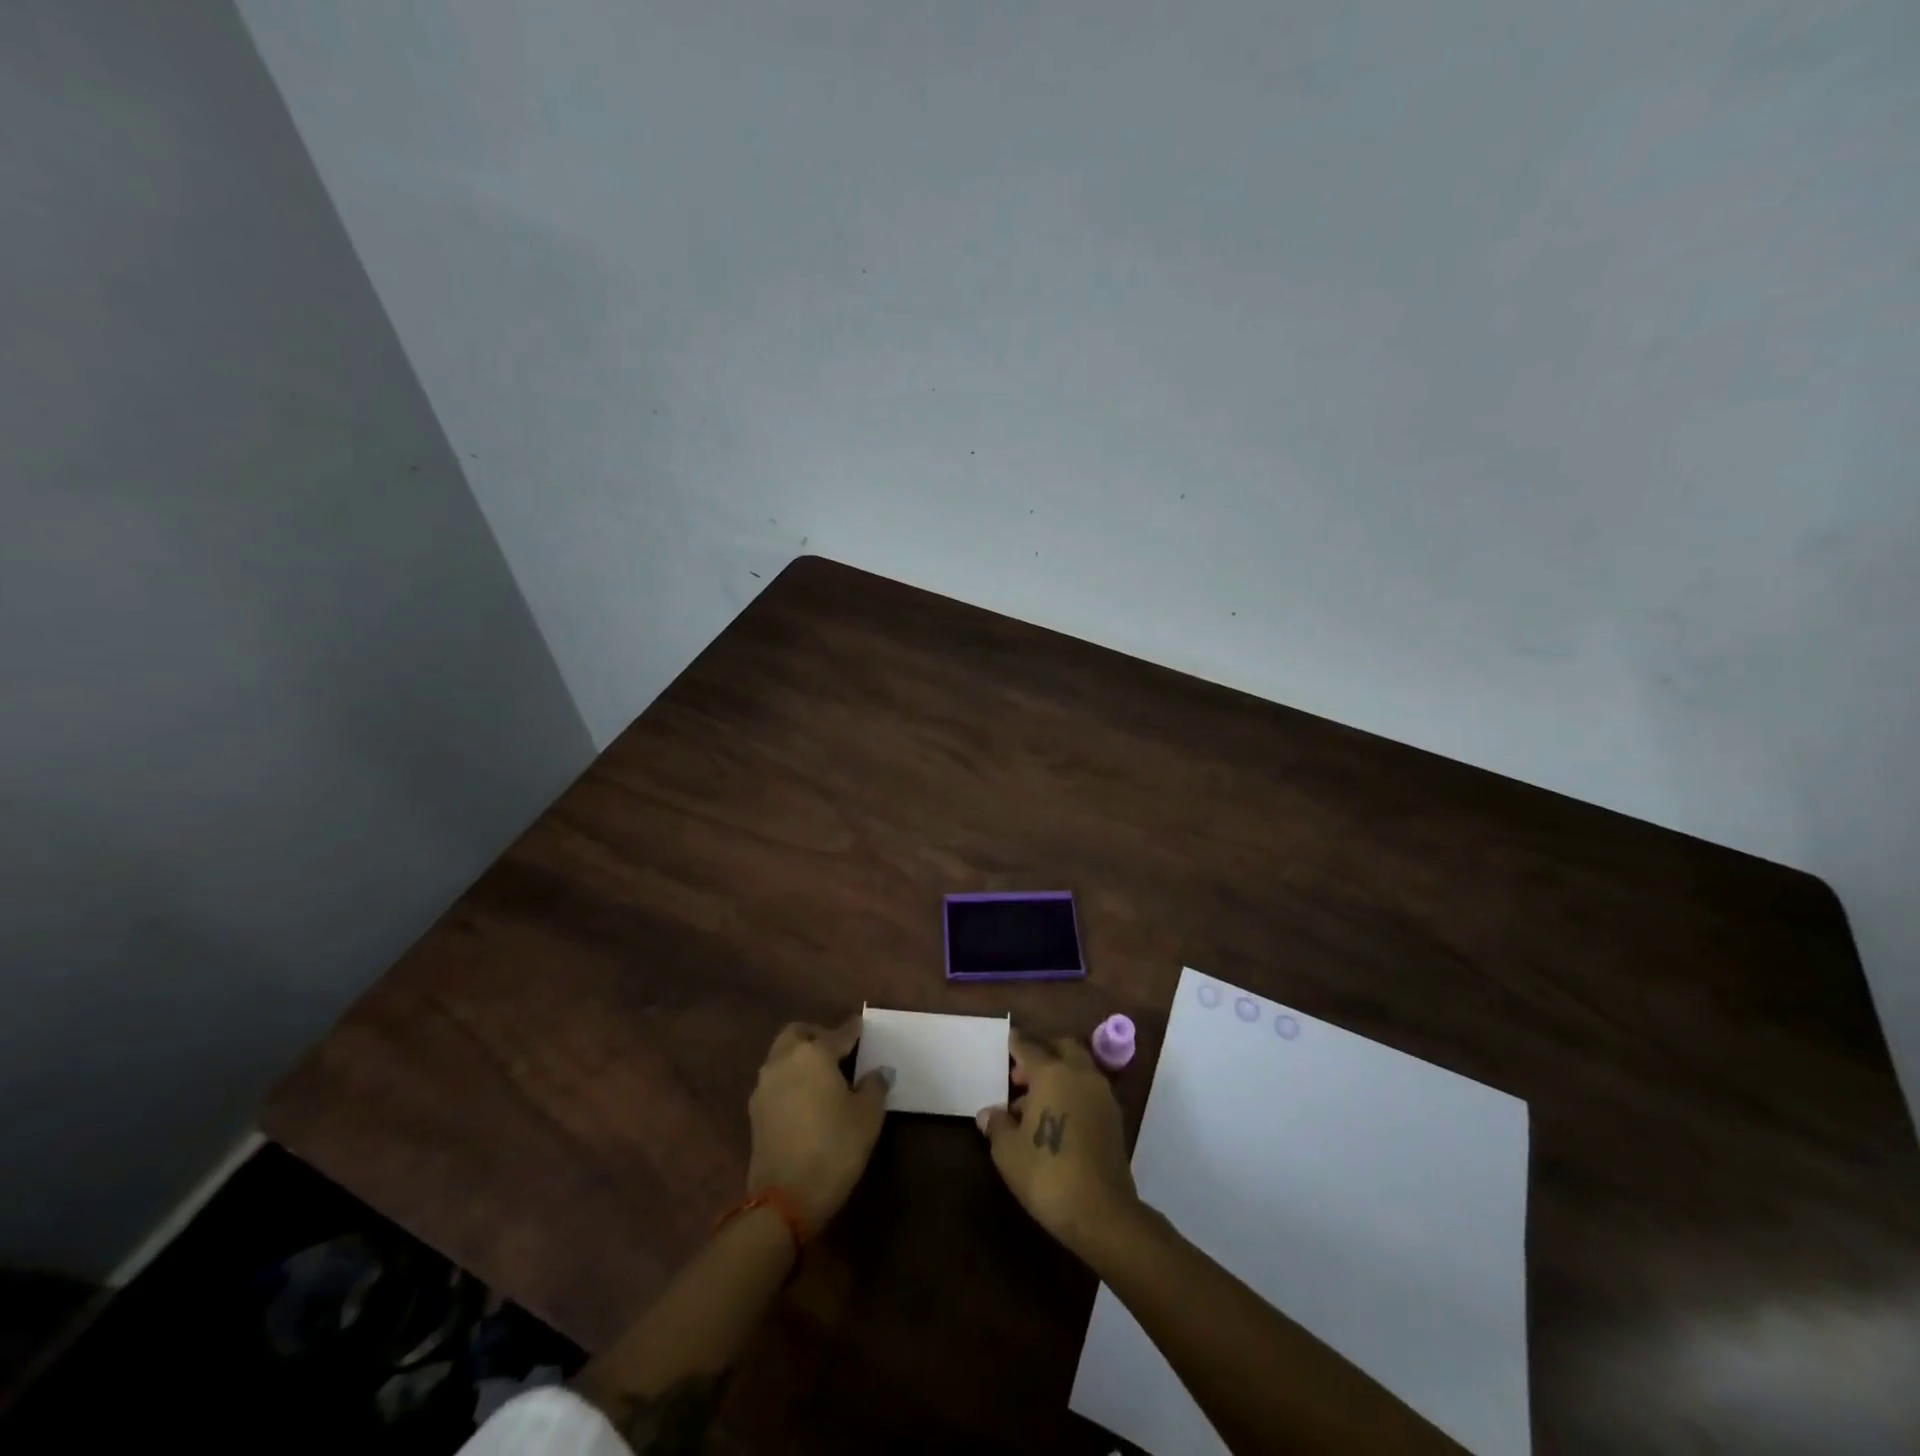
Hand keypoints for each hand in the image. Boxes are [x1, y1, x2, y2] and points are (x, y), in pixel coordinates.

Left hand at [747, 1016, 889, 1235]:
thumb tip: (877, 1072)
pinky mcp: (755, 1111)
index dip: (853, 1030)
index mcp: (814, 1053)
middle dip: (817, 1035)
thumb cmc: (834, 1147)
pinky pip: (775, 1080)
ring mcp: (765, 1086)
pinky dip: (790, 1079)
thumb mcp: (868, 1116)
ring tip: (823, 1076)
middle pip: (798, 1034)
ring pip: (782, 1055)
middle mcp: (784, 1060)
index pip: (838, 1033)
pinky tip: (806, 1099)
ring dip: (800, 1057)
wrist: (785, 1199)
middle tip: (837, 1050)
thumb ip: (874, 1086)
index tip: (862, 1027)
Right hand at [978, 1031, 1137, 1255]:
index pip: (1029, 1047)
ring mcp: (1102, 1095)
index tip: (1007, 1040)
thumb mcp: (1008, 1152)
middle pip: (1062, 1048)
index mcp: (1053, 1073)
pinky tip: (1056, 1120)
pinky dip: (1073, 1093)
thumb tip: (988, 1113)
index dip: (1015, 1044)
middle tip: (1021, 1076)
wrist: (1101, 1212)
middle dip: (1042, 1054)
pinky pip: (1089, 1091)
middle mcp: (1080, 1074)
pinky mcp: (1114, 1118)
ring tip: (1033, 1105)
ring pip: (1078, 1069)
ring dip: (1059, 1075)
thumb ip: (997, 1125)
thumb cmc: (1047, 1173)